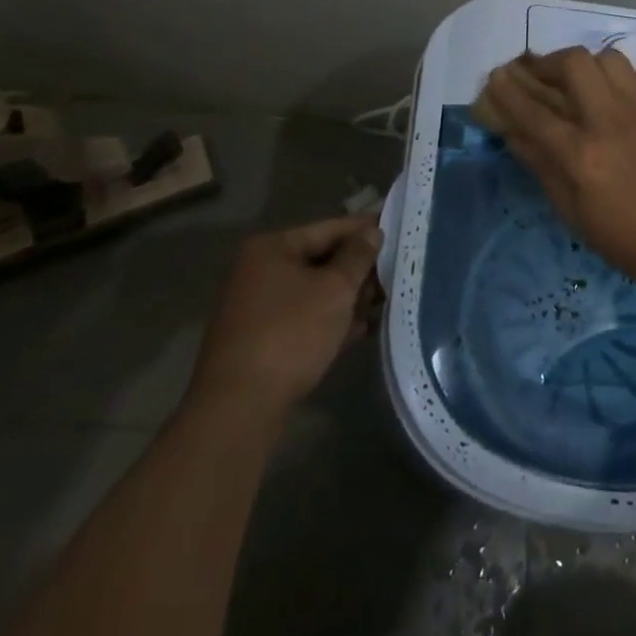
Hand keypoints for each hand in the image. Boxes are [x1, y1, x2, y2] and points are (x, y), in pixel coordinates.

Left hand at [186, 214, 382, 419]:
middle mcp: (259, 272)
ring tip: (384, 302)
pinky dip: (331, 321)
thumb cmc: (290, 333)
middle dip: (358, 268)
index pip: (328, 228)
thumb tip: (372, 232)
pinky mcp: (261, 341)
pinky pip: (304, 319)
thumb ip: (358, 256)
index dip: (364, 229)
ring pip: (314, 292)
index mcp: (271, 248)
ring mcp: (257, 308)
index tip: (396, 228)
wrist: (239, 408)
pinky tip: (361, 329)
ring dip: (348, 297)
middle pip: (320, 259)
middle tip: (395, 272)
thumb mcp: (335, 289)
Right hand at [474, 48, 635, 291]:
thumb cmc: (630, 241)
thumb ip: (543, 168)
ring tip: (587, 82)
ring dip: (592, 66)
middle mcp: (610, 121)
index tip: (496, 77)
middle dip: (549, 62)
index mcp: (581, 155)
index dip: (509, 91)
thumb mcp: (575, 214)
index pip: (533, 112)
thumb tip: (514, 134)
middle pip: (572, 63)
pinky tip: (633, 93)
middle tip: (543, 74)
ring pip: (611, 59)